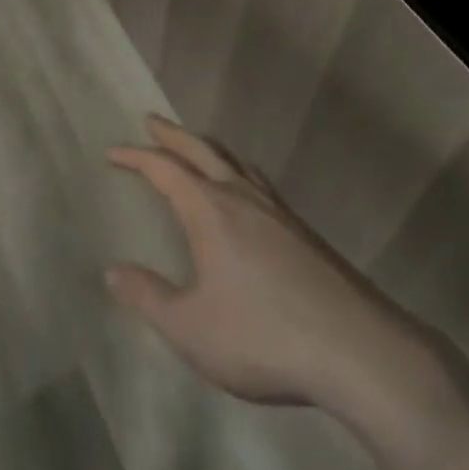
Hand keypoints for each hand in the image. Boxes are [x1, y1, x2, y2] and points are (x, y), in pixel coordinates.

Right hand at [106, 115, 444, 410]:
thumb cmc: (263, 335)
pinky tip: (245, 192)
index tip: (112, 152)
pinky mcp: (302, 230)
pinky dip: (237, 170)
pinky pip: (258, 181)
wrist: (356, 348)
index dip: (135, 157)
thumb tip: (112, 271)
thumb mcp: (191, 328)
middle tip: (151, 121)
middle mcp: (242, 197)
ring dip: (208, 147)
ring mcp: (277, 210)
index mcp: (210, 210)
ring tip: (195, 147)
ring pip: (235, 161)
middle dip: (172, 135)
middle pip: (202, 150)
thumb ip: (149, 297)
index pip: (164, 169)